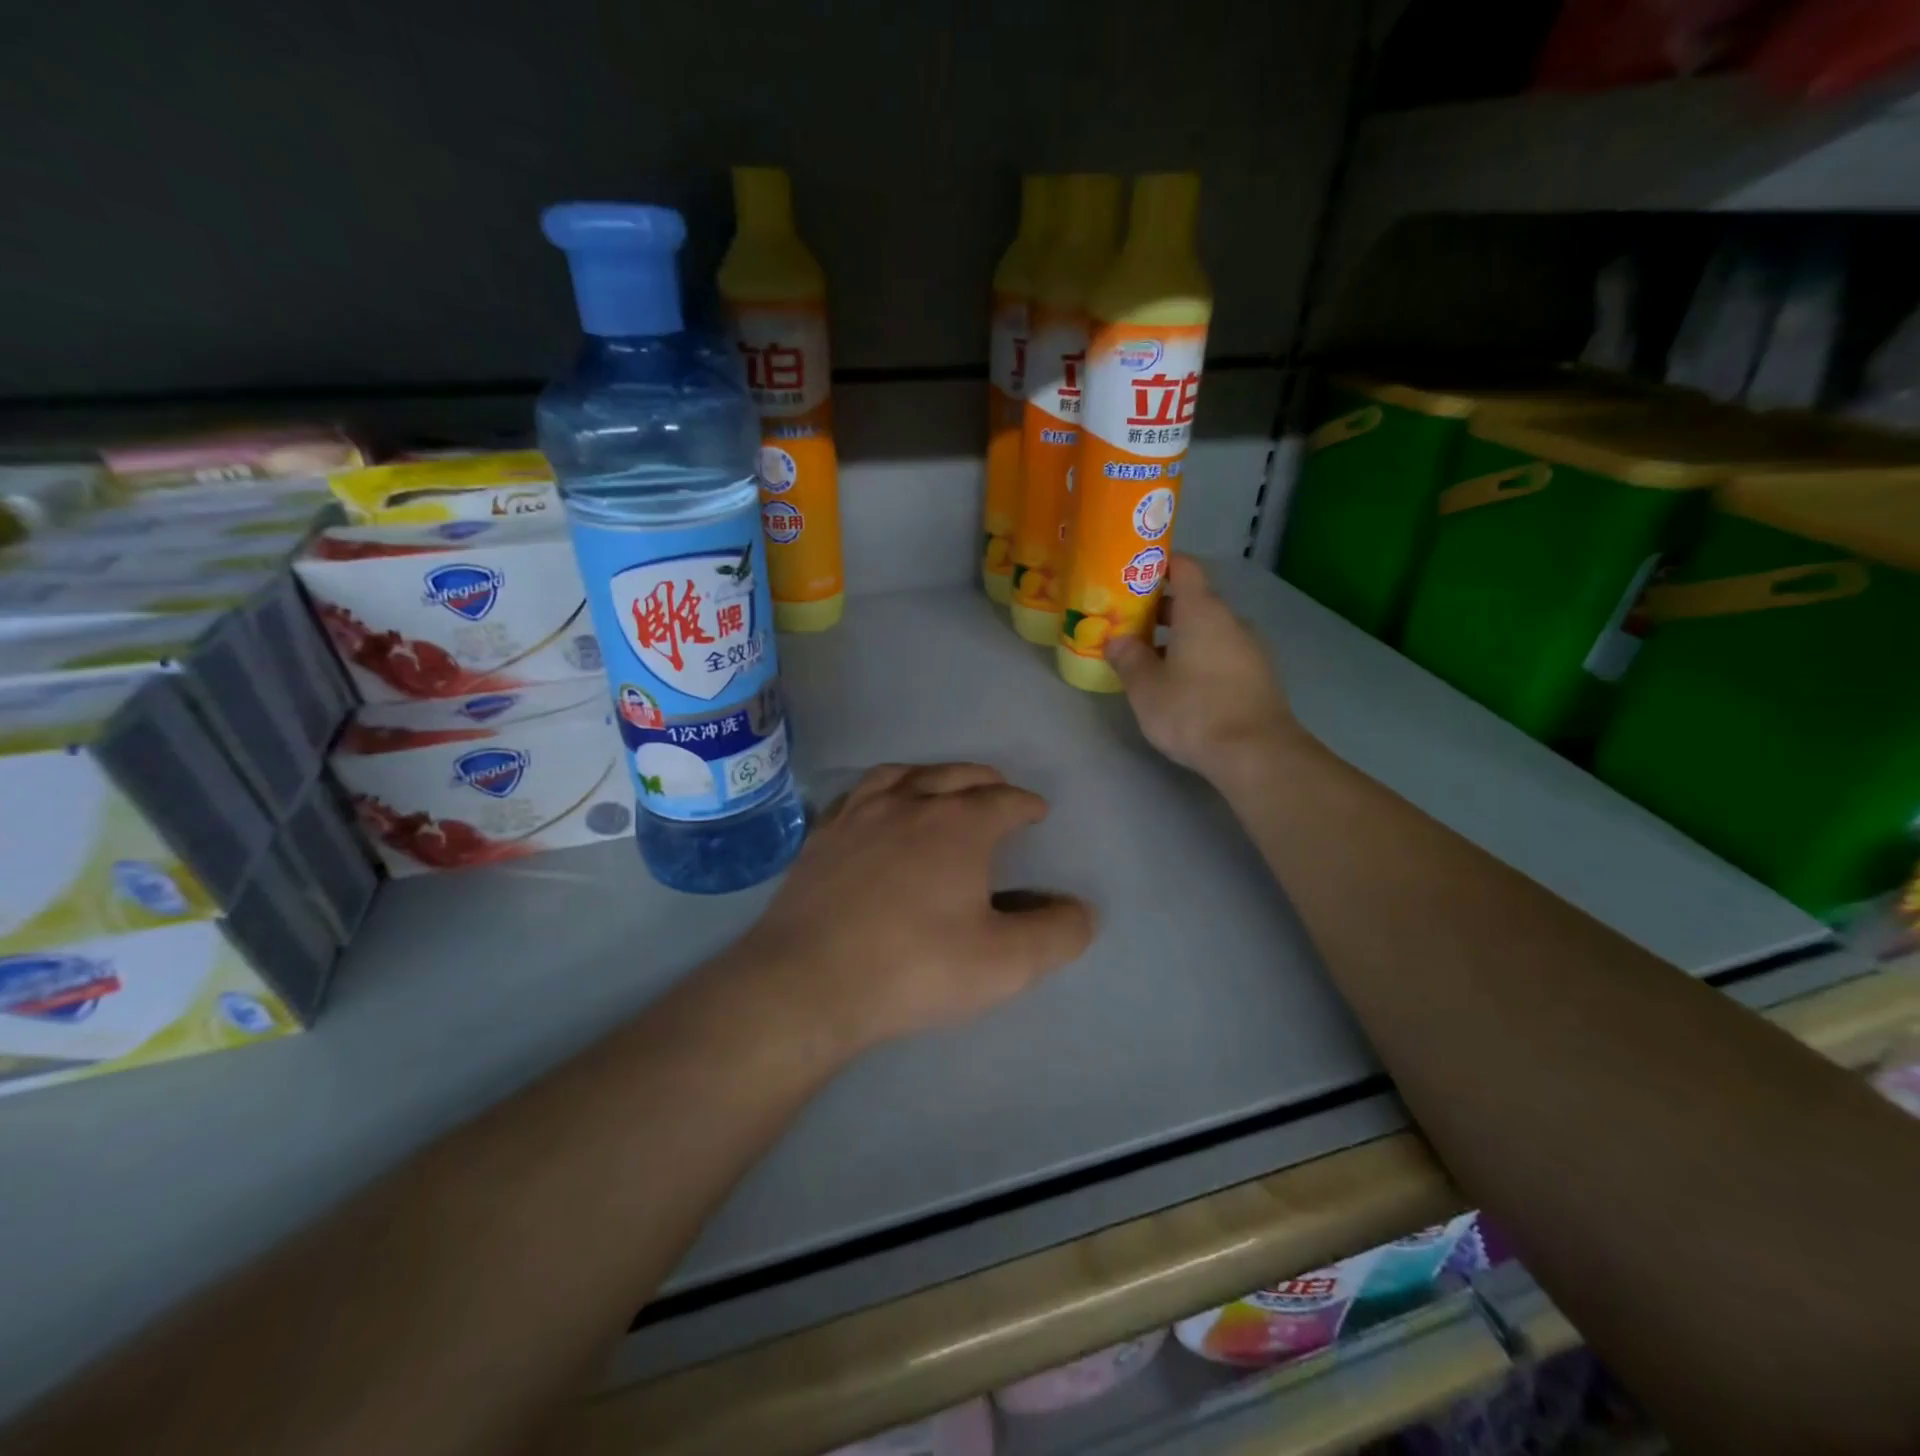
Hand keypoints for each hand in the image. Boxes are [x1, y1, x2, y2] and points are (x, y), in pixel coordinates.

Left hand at [736, 763, 1094, 1054]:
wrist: (810, 981)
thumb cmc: (914, 968)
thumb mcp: (1005, 964)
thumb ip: (1056, 934)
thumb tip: (1082, 910)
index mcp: (958, 825)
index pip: (1004, 800)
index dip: (1027, 804)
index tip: (1037, 812)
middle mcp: (909, 804)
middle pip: (956, 775)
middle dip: (985, 781)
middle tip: (998, 791)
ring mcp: (859, 814)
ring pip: (904, 774)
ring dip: (933, 774)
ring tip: (942, 786)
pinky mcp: (822, 835)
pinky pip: (859, 793)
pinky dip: (883, 788)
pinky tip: (879, 805)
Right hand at [1105, 556, 1298, 782]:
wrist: (1256, 752)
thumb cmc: (1193, 711)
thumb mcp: (1145, 687)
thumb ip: (1128, 658)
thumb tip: (1115, 640)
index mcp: (1201, 611)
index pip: (1184, 567)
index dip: (1160, 564)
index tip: (1134, 574)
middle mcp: (1230, 620)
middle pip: (1195, 600)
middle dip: (1161, 609)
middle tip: (1130, 624)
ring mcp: (1250, 647)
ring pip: (1209, 629)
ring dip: (1180, 637)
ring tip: (1151, 659)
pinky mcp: (1259, 674)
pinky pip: (1222, 652)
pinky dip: (1200, 657)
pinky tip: (1182, 684)